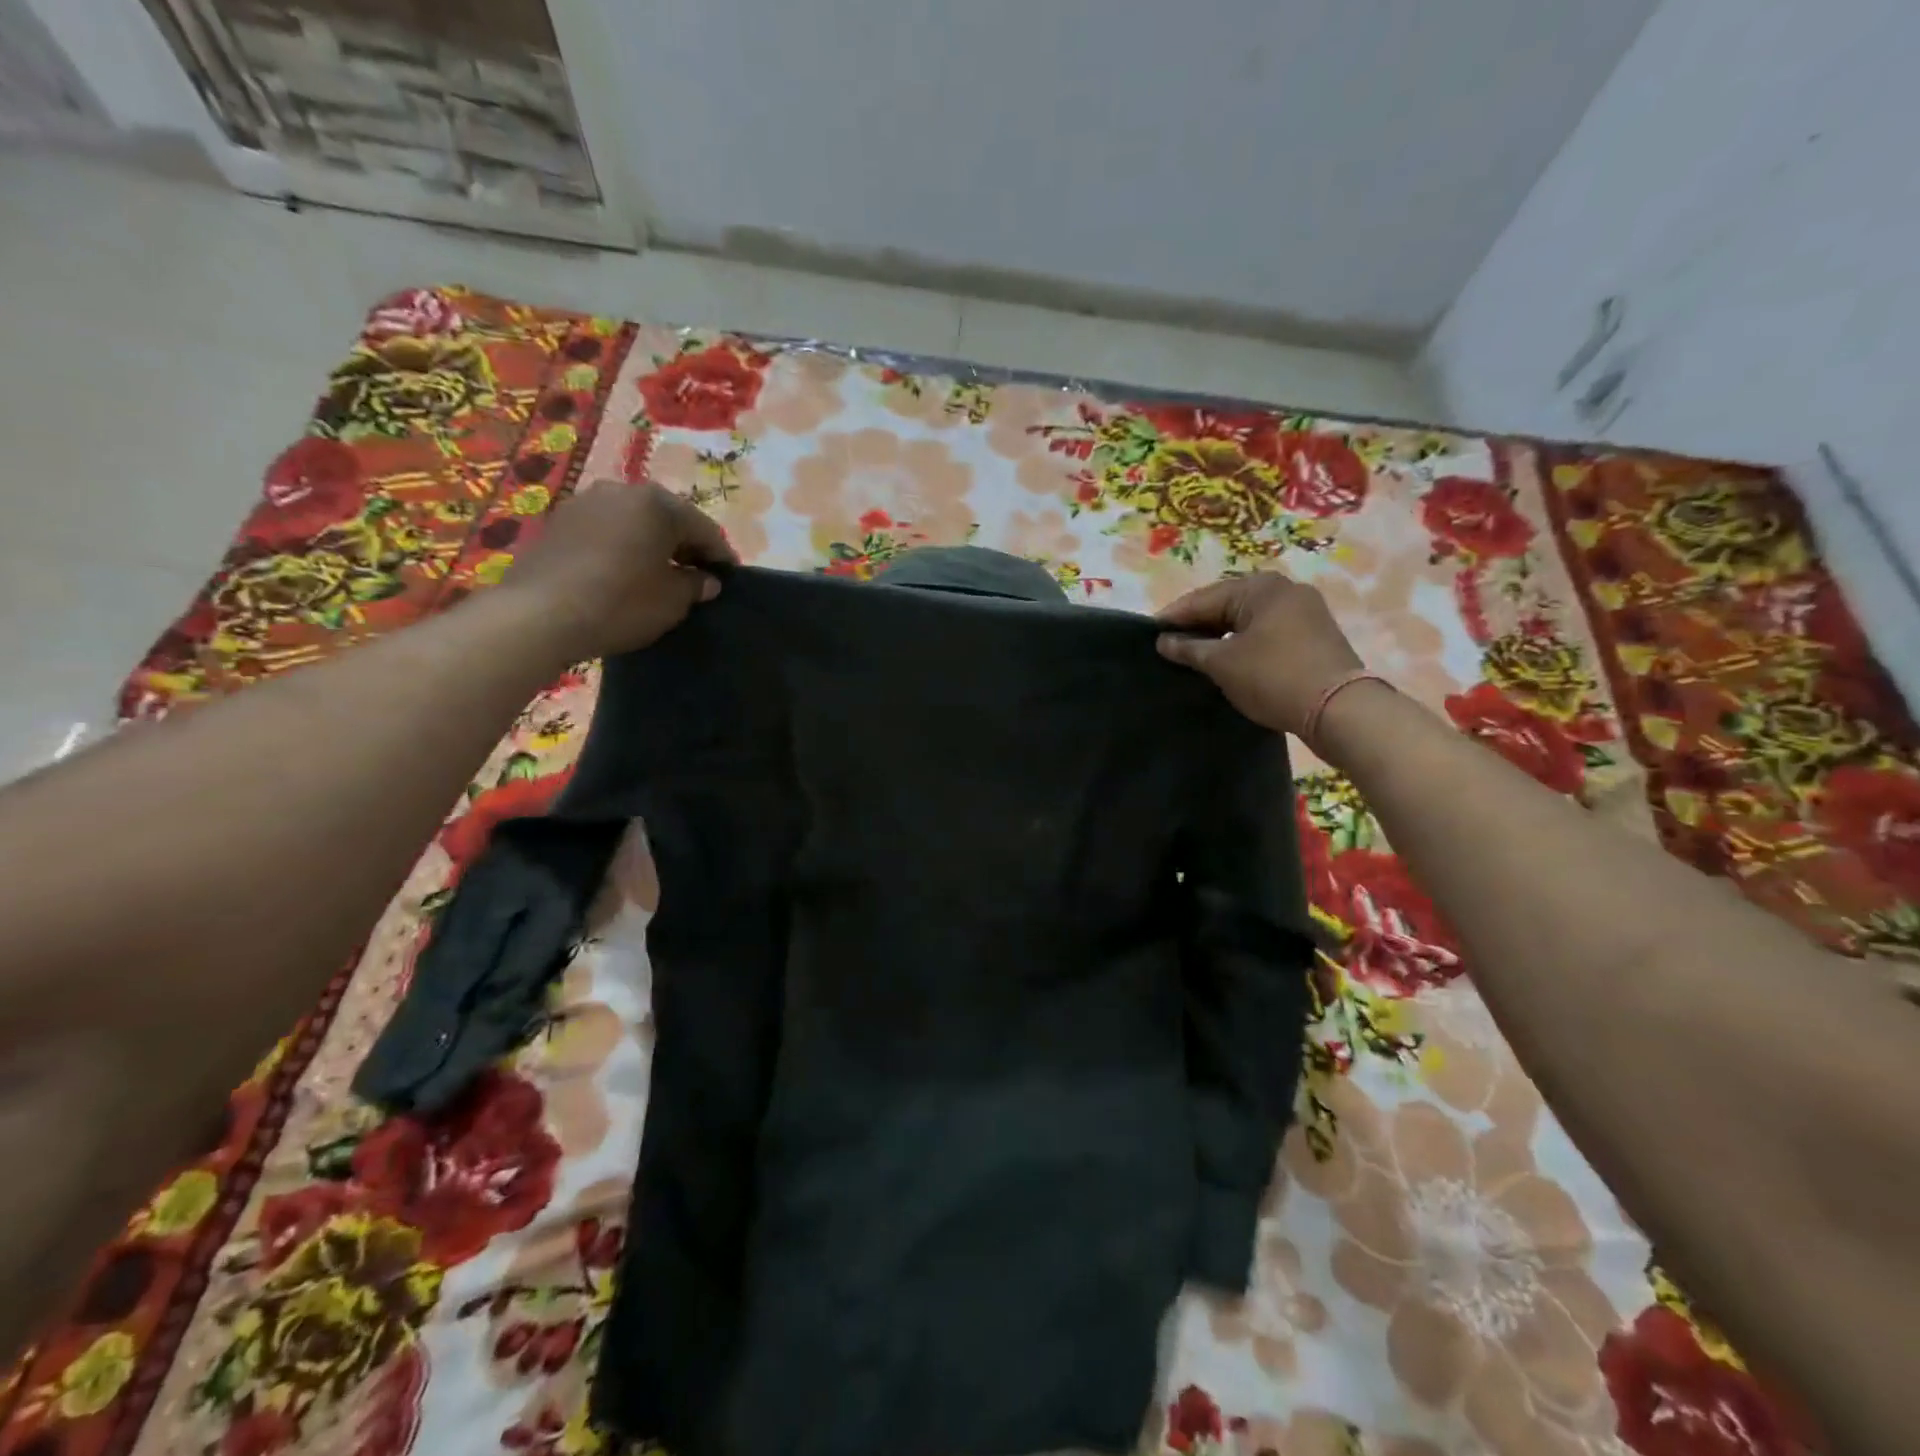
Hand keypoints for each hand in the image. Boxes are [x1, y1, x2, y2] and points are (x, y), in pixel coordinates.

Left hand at [500, 482, 737, 658]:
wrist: (540, 614)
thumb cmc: (621, 603)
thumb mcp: (673, 601)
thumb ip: (696, 585)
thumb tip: (706, 580)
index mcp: (658, 503)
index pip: (704, 527)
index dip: (720, 555)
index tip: (729, 578)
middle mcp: (621, 490)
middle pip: (666, 517)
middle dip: (685, 545)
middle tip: (697, 575)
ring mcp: (585, 502)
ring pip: (633, 521)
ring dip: (650, 544)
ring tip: (659, 575)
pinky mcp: (558, 522)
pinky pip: (605, 531)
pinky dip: (621, 547)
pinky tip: (623, 573)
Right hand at [1156, 572, 1364, 736]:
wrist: (1340, 709)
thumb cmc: (1273, 677)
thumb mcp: (1223, 664)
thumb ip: (1189, 649)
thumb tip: (1163, 641)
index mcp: (1260, 587)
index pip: (1203, 598)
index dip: (1173, 617)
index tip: (1148, 635)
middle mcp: (1284, 590)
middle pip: (1227, 604)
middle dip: (1197, 625)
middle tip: (1169, 646)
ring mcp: (1304, 611)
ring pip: (1247, 619)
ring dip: (1220, 635)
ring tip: (1194, 656)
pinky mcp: (1314, 635)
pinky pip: (1266, 631)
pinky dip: (1243, 643)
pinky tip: (1227, 660)